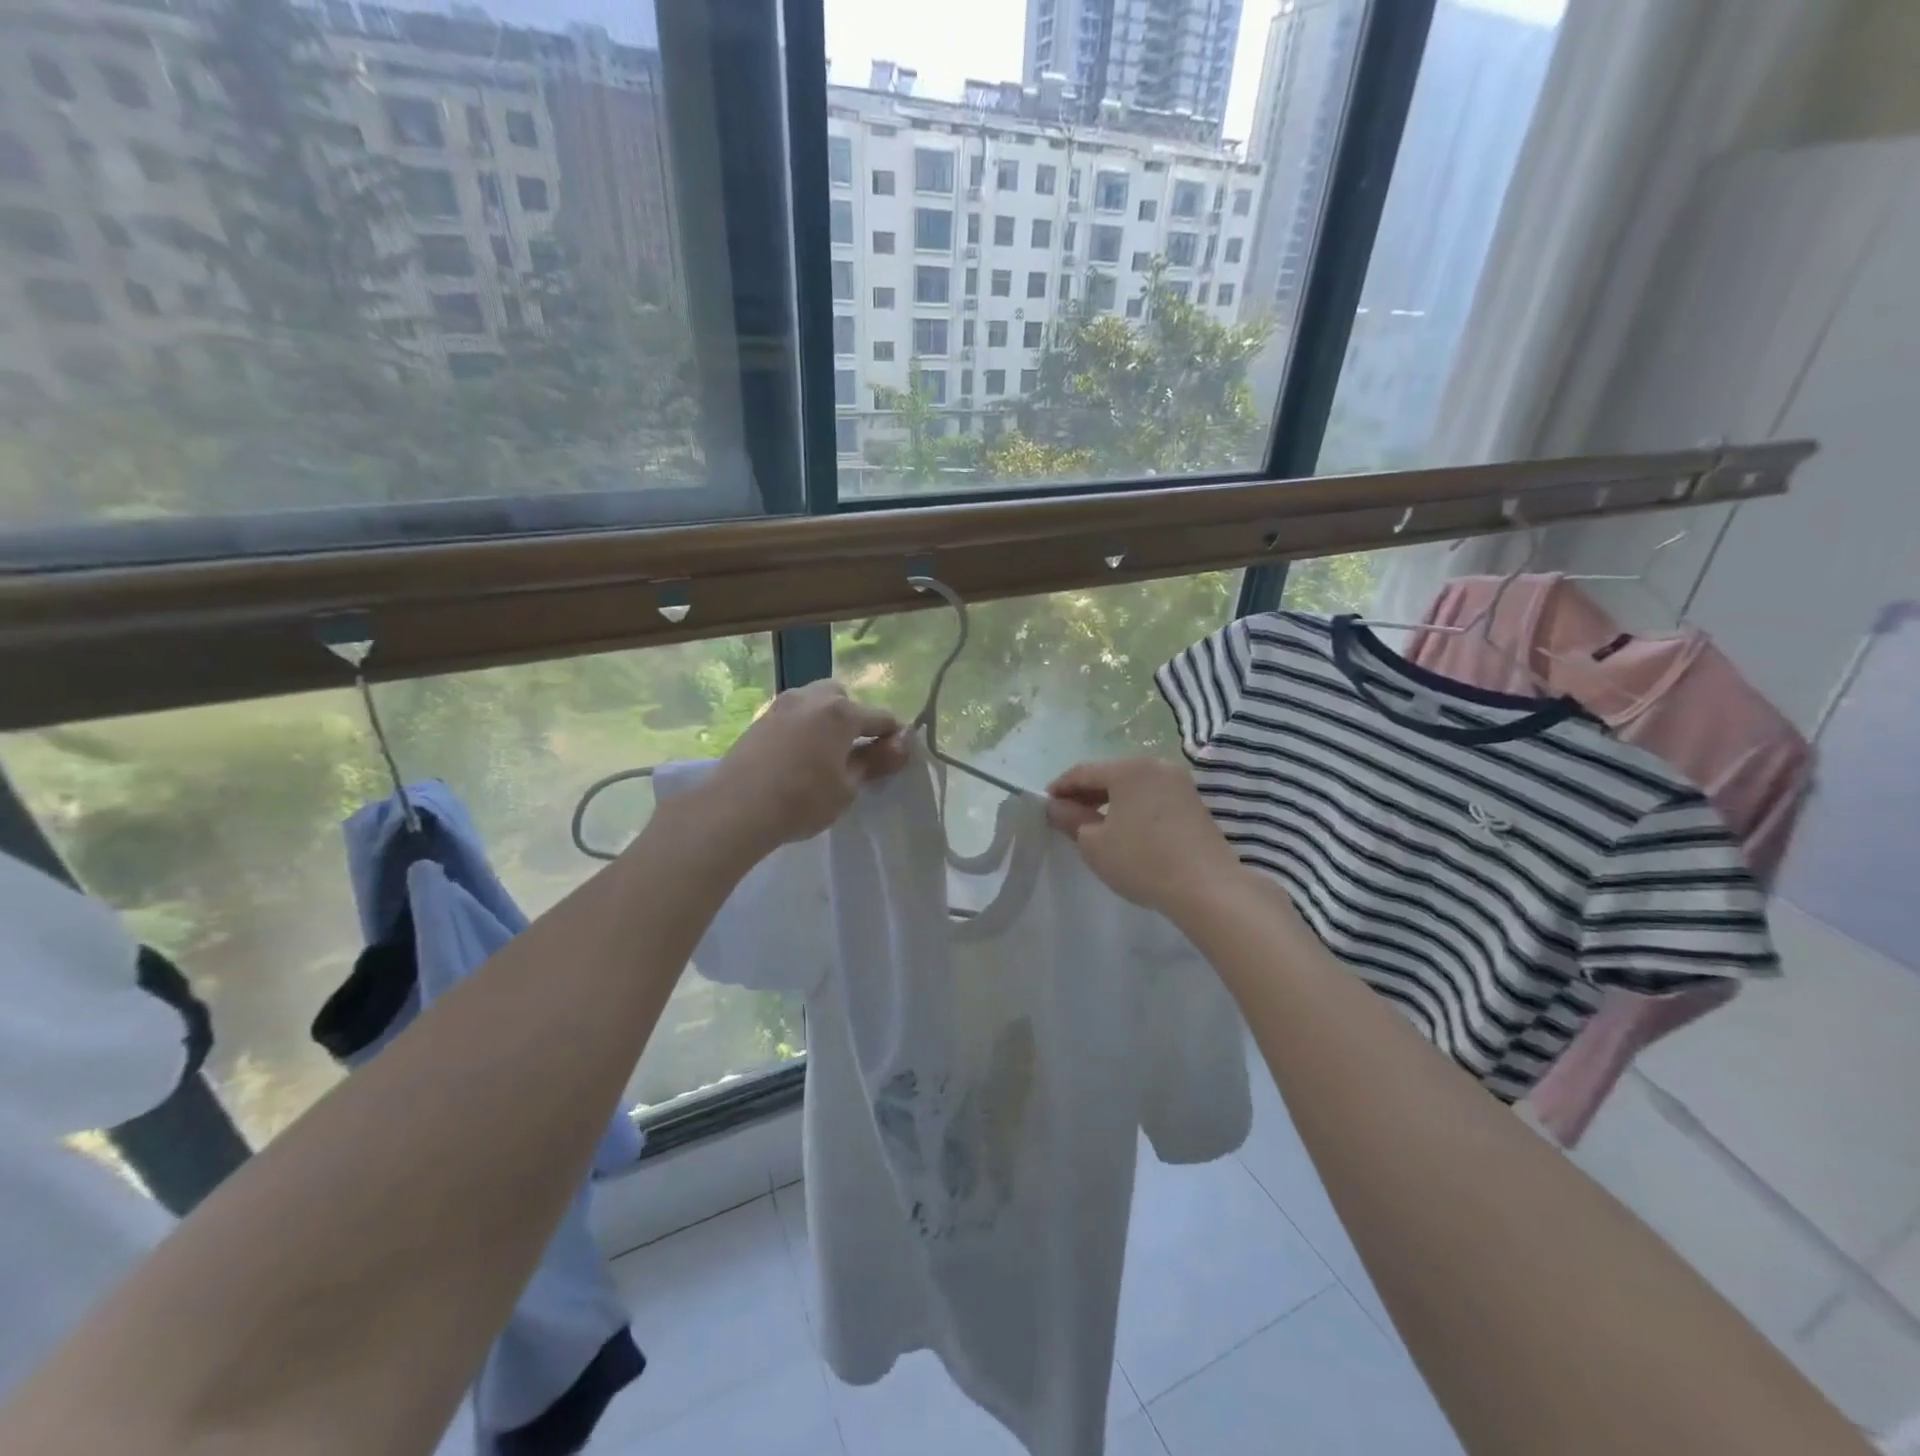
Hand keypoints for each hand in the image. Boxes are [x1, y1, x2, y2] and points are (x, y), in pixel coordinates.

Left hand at [700, 681, 907, 855]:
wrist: (735, 808)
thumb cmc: (802, 800)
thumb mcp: (848, 787)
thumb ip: (875, 762)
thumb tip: (900, 745)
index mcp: (841, 712)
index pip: (881, 718)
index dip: (894, 736)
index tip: (898, 756)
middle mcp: (812, 697)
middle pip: (845, 700)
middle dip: (856, 720)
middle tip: (855, 753)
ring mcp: (782, 705)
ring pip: (816, 702)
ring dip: (828, 721)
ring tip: (826, 755)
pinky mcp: (760, 718)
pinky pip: (795, 715)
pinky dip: (805, 727)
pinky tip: (799, 756)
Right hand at [1046, 758, 1246, 918]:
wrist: (1207, 888)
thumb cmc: (1142, 860)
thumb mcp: (1094, 843)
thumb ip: (1070, 819)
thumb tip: (1057, 807)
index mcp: (1129, 768)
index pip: (1083, 771)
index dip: (1060, 787)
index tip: (1045, 805)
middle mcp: (1156, 766)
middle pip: (1110, 774)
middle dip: (1085, 793)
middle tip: (1065, 816)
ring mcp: (1180, 783)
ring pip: (1133, 786)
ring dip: (1109, 801)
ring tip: (1093, 825)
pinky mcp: (1194, 803)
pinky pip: (1152, 797)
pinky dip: (1132, 808)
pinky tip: (1124, 830)